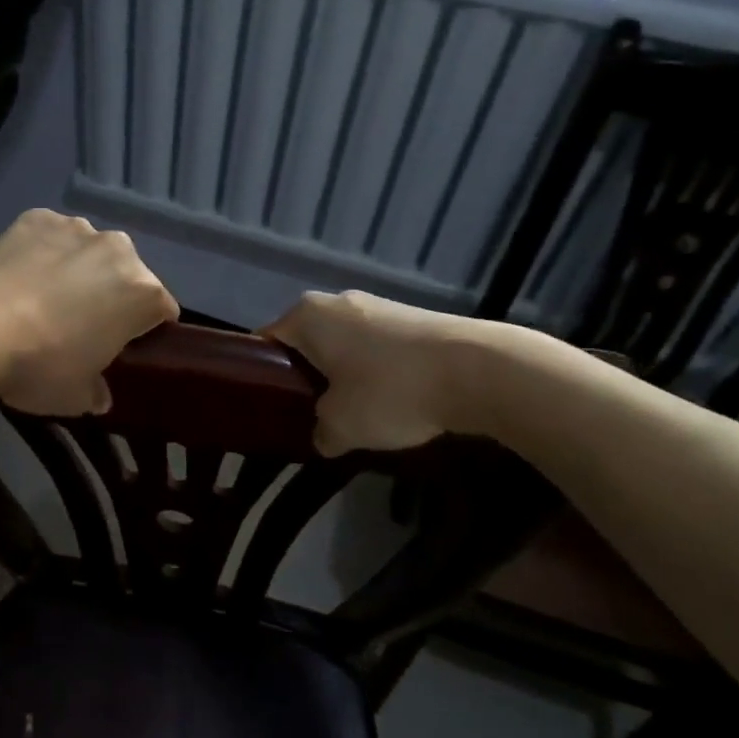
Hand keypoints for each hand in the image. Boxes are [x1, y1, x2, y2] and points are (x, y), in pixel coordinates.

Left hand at [0, 210, 178, 416]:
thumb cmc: (40, 366)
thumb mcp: (76, 397)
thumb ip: (97, 392)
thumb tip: (98, 394)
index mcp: (143, 293)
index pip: (162, 310)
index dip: (145, 330)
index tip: (123, 347)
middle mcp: (119, 250)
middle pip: (128, 274)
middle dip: (113, 294)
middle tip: (81, 324)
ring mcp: (76, 228)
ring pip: (89, 251)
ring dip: (79, 269)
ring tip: (45, 296)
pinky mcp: (38, 217)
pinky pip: (51, 236)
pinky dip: (43, 251)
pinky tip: (21, 276)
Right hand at [262, 291, 516, 456]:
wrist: (477, 370)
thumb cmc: (390, 391)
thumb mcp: (341, 425)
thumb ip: (320, 432)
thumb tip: (324, 436)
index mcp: (307, 315)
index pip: (266, 342)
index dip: (262, 376)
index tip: (270, 408)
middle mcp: (337, 301)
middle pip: (306, 343)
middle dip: (306, 377)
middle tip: (311, 415)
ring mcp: (377, 305)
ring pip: (343, 346)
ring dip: (343, 376)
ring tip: (357, 413)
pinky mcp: (411, 318)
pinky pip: (376, 348)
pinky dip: (376, 372)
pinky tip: (392, 401)